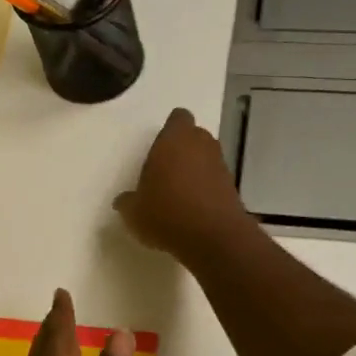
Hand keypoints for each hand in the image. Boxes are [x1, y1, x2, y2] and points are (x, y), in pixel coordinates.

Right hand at [112, 108, 251, 264]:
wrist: (214, 237)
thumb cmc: (167, 213)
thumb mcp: (134, 212)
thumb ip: (127, 201)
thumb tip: (123, 201)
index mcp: (174, 139)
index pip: (178, 118)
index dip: (170, 130)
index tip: (159, 148)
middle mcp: (201, 144)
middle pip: (193, 136)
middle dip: (182, 149)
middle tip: (165, 170)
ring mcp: (220, 164)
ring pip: (206, 157)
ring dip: (195, 168)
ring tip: (179, 193)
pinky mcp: (232, 186)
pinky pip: (215, 179)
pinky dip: (206, 187)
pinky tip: (193, 209)